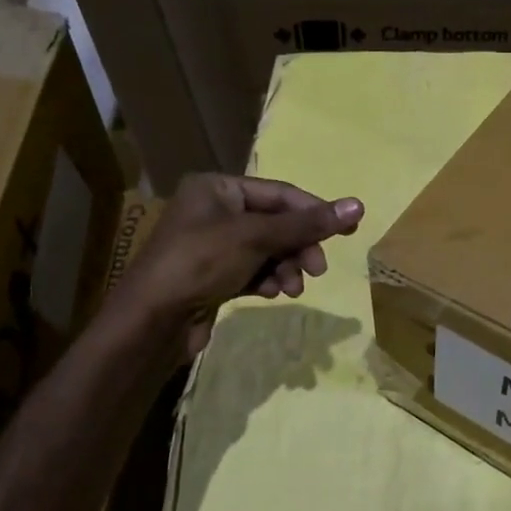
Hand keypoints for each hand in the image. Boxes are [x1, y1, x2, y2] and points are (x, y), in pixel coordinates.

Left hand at [111, 175, 362, 361]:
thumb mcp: (257, 238)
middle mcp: (214, 211)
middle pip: (276, 223)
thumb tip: (358, 206)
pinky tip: (271, 294)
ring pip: (268, 250)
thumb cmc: (200, 263)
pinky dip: (268, 280)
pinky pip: (254, 270)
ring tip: (292, 288)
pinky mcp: (214, 275)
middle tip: (318, 269)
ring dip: (286, 267)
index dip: (315, 211)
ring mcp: (213, 244)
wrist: (151, 321)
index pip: (280, 193)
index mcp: (217, 188)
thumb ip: (308, 223)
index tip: (348, 232)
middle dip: (298, 247)